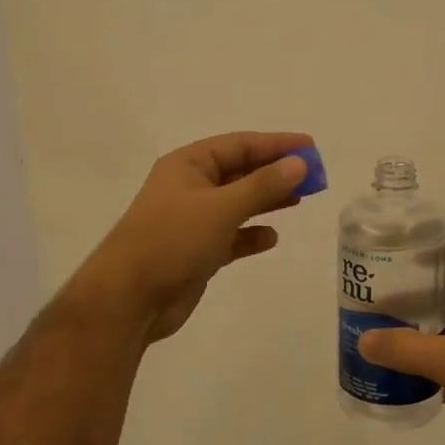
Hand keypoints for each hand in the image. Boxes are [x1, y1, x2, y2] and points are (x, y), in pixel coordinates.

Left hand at [71, 131, 313, 342]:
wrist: (129, 300)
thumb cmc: (172, 241)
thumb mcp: (221, 208)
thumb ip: (263, 185)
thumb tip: (299, 163)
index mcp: (188, 165)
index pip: (240, 145)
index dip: (277, 144)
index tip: (312, 148)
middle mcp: (190, 188)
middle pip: (241, 172)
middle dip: (276, 172)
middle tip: (315, 176)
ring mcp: (193, 221)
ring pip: (238, 203)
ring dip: (268, 200)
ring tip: (301, 199)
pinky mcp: (197, 252)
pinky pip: (232, 236)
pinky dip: (251, 234)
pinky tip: (271, 238)